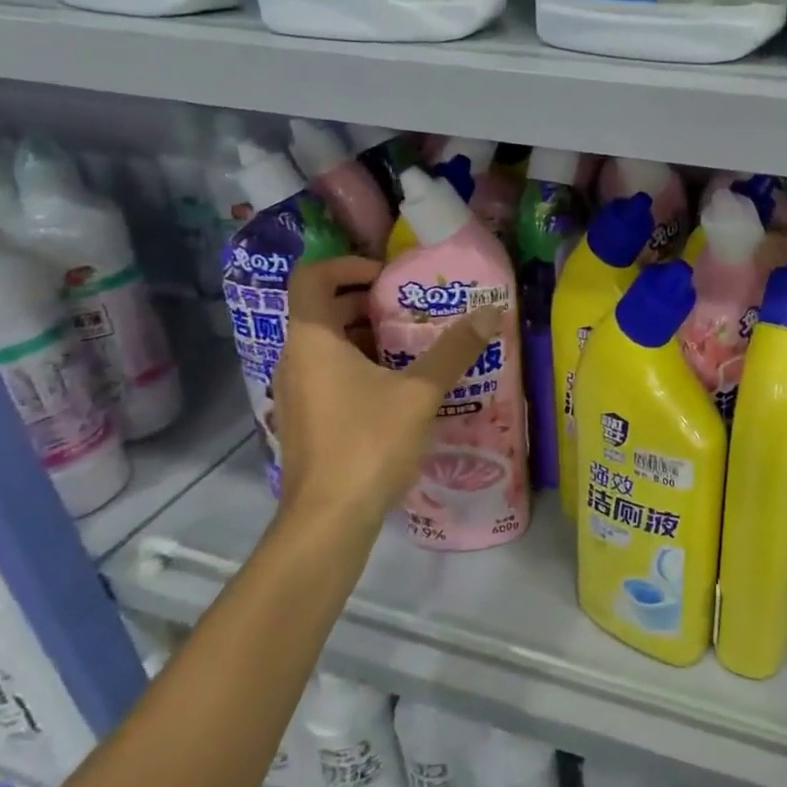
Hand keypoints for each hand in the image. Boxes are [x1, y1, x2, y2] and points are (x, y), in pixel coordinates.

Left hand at [271, 256, 503, 535]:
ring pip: (327, 345)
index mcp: (312, 341)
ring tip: (413, 344)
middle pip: (322, 310)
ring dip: (365, 335)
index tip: (389, 276)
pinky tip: (398, 386)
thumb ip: (455, 350)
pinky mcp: (305, 420)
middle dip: (367, 302)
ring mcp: (296, 392)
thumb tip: (491, 312)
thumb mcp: (419, 393)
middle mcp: (294, 359)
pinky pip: (328, 374)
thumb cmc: (368, 444)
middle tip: (412, 307)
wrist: (328, 521)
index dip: (349, 266)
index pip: (313, 277)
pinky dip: (358, 365)